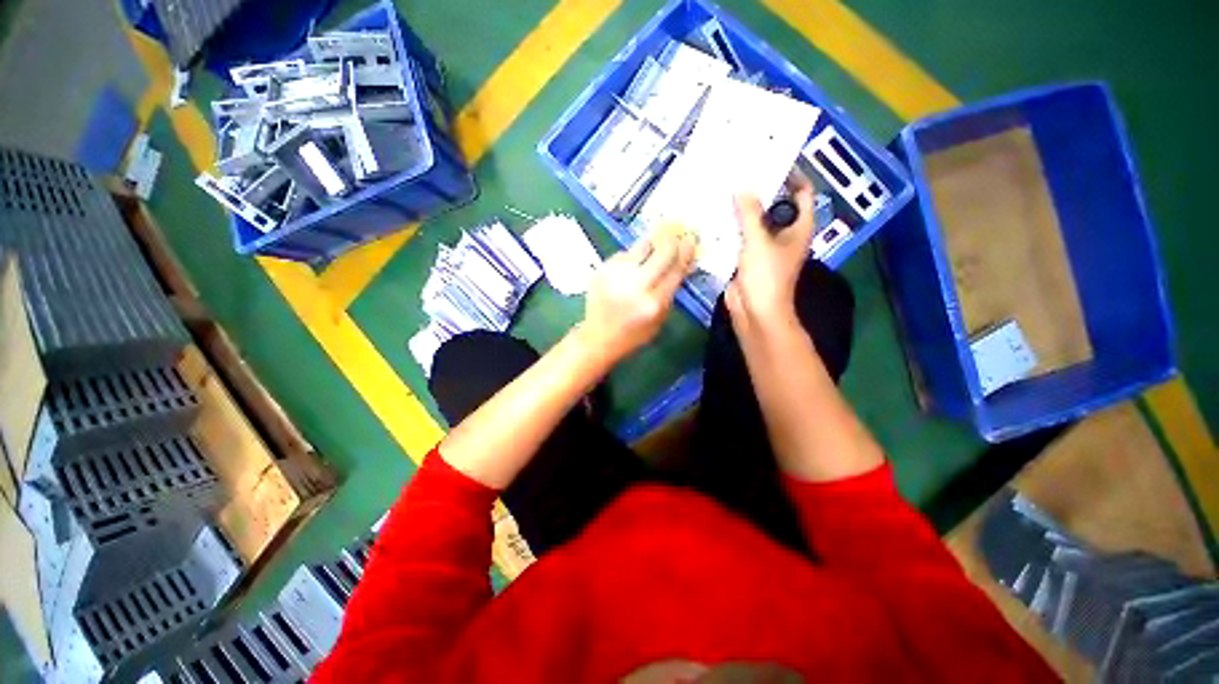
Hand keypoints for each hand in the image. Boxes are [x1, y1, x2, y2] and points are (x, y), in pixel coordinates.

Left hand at [579, 227, 696, 364]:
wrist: (597, 337)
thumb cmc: (633, 334)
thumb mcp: (659, 319)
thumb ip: (671, 291)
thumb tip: (683, 262)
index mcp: (653, 303)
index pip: (676, 269)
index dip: (686, 251)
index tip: (691, 239)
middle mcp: (635, 285)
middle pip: (661, 251)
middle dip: (672, 241)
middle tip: (675, 236)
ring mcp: (616, 275)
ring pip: (641, 246)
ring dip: (651, 246)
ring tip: (652, 253)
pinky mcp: (602, 269)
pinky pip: (624, 254)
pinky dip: (632, 258)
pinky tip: (630, 269)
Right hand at [724, 174, 817, 332]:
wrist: (754, 311)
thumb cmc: (766, 276)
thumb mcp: (759, 241)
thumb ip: (750, 214)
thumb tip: (743, 187)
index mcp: (798, 227)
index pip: (801, 192)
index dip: (791, 174)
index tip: (770, 161)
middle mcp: (783, 234)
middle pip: (774, 205)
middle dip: (759, 190)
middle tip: (740, 172)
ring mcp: (763, 246)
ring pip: (753, 221)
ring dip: (741, 210)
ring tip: (724, 189)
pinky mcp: (746, 257)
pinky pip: (739, 237)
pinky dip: (730, 227)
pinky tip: (714, 216)